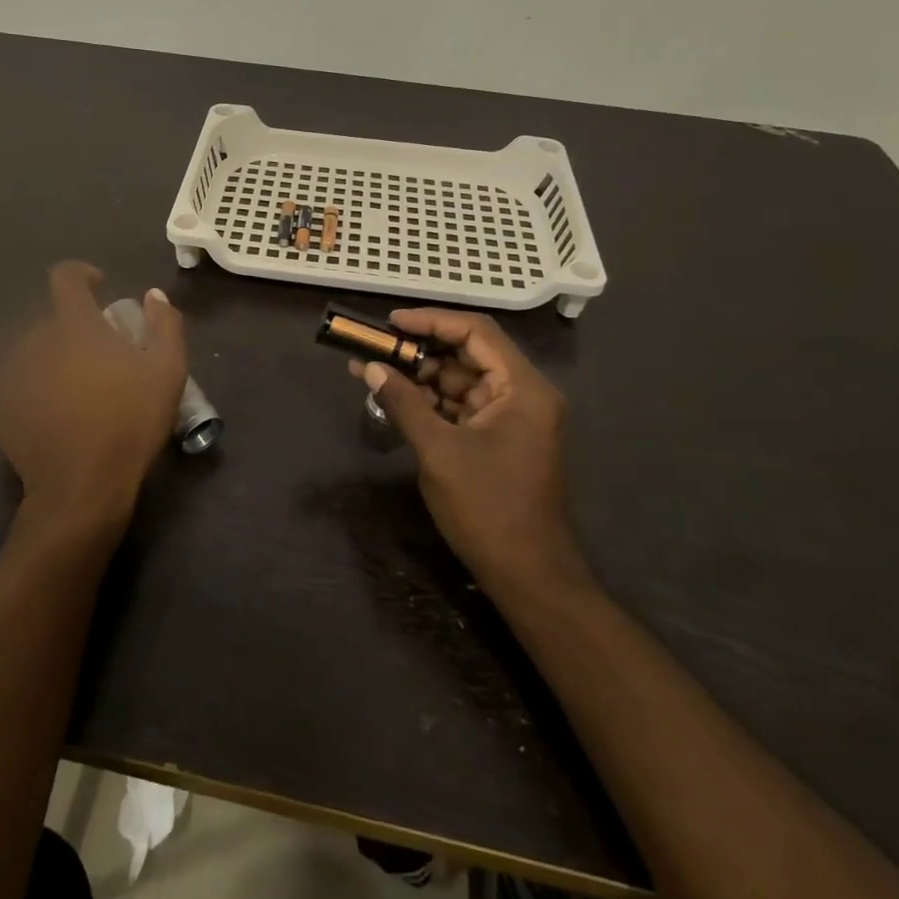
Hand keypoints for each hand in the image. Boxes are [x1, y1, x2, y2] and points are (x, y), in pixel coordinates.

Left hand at [0, 262, 187, 535]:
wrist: (81, 488)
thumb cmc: (130, 424)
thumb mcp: (167, 371)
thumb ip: (165, 324)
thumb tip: (153, 295)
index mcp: (74, 327)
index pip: (65, 277)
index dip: (82, 274)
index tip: (99, 287)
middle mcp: (35, 342)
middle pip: (52, 319)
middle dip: (75, 327)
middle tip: (101, 355)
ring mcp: (13, 376)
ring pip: (34, 351)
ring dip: (54, 357)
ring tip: (78, 387)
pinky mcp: (0, 408)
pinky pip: (19, 382)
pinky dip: (36, 386)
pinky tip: (55, 412)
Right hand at [353, 309, 593, 600]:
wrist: (529, 577)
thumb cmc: (488, 509)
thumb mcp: (438, 452)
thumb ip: (403, 403)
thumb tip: (369, 366)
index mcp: (523, 389)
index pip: (476, 332)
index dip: (431, 321)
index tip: (390, 323)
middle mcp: (524, 394)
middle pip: (468, 354)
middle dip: (420, 349)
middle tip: (376, 348)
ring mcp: (513, 418)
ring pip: (462, 380)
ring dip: (421, 376)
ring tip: (374, 370)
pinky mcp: (500, 439)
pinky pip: (462, 406)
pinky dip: (431, 402)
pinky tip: (395, 398)